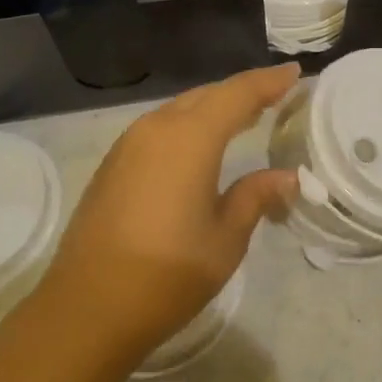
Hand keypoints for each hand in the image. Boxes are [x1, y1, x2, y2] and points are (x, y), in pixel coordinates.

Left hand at [33, 63, 300, 369]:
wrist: (86, 308)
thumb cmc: (166, 274)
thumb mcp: (225, 239)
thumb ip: (256, 197)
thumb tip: (287, 177)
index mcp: (190, 138)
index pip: (238, 94)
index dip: (268, 81)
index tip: (295, 72)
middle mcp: (157, 128)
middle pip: (207, 96)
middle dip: (243, 93)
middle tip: (276, 96)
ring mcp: (129, 143)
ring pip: (181, 109)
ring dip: (214, 108)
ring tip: (245, 117)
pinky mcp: (113, 163)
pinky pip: (160, 128)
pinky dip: (189, 125)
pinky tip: (201, 144)